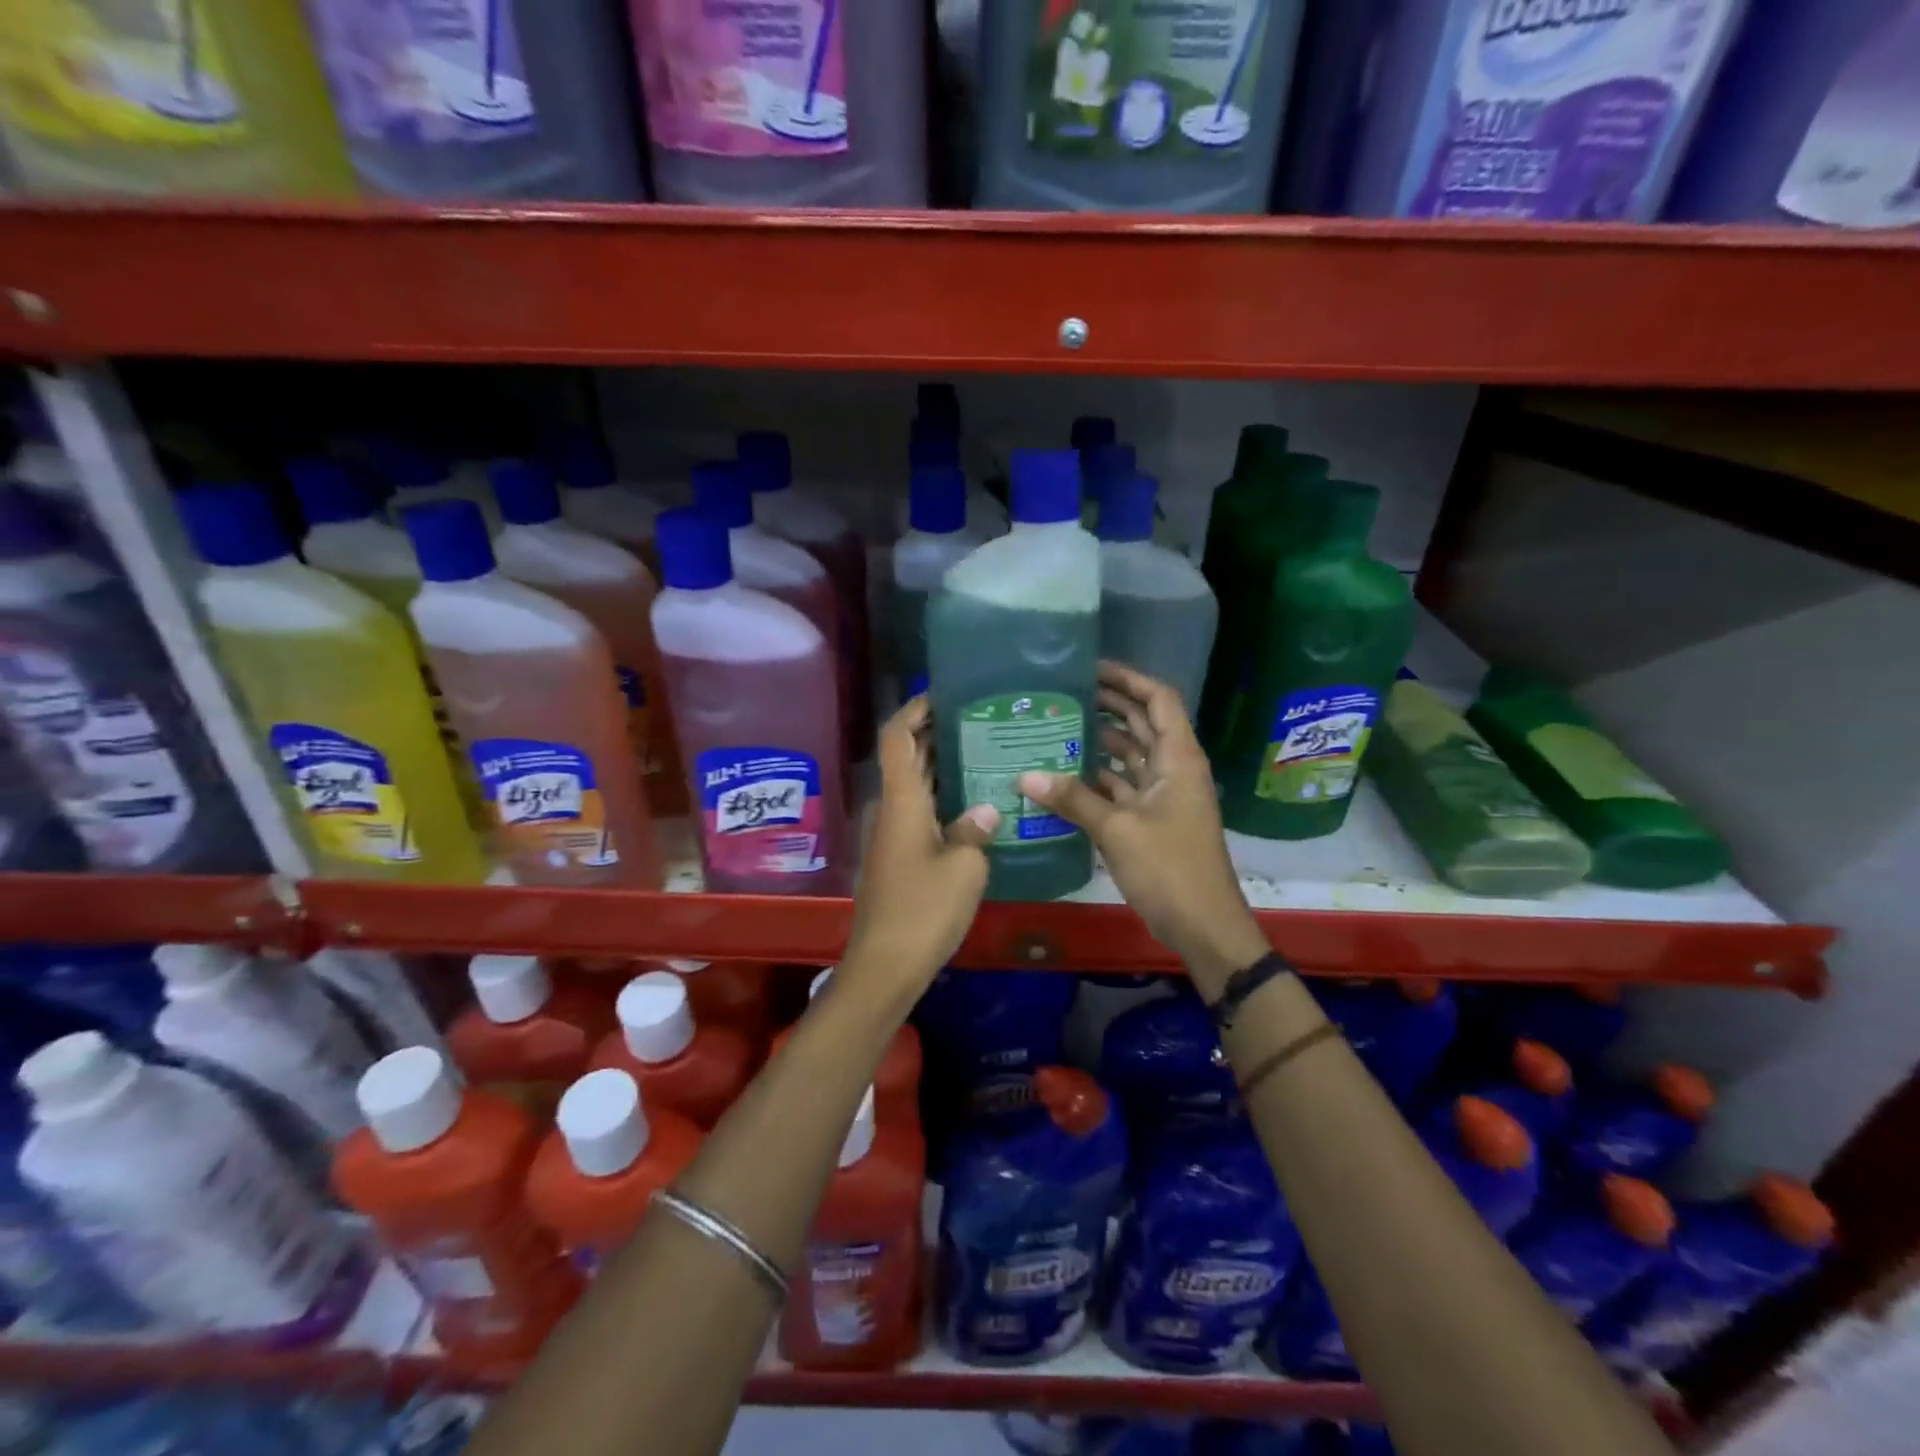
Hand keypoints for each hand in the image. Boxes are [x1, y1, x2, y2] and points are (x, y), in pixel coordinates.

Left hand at [841, 697, 999, 1008]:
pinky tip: (977, 803)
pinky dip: (943, 796)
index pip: (898, 736)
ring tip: (985, 751)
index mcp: (902, 801)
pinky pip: (921, 810)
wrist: (886, 965)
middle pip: (907, 755)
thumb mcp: (965, 867)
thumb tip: (986, 810)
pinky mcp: (900, 856)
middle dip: (936, 731)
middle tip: (981, 719)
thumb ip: (976, 830)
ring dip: (942, 764)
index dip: (915, 708)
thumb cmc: (924, 910)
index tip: (945, 693)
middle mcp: (893, 809)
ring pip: (915, 784)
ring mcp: (894, 834)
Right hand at [1018, 662, 1268, 995]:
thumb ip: (1072, 799)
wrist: (1204, 925)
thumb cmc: (1170, 868)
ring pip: (1131, 755)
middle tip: (1064, 693)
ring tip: (1058, 726)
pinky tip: (1064, 775)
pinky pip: (1123, 786)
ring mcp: (1164, 795)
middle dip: (1109, 705)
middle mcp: (1173, 769)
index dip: (1129, 679)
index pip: (1158, 700)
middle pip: (1142, 723)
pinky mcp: (1152, 820)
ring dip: (1101, 741)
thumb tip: (1025, 775)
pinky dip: (1098, 778)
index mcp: (1177, 758)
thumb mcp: (1117, 830)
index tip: (1091, 668)